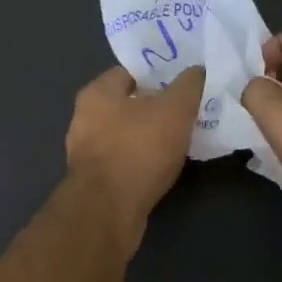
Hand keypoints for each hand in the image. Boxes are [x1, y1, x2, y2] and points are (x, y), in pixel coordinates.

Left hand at [65, 65, 204, 253]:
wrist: (107, 211)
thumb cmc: (138, 150)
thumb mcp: (174, 110)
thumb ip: (188, 86)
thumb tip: (197, 70)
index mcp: (97, 92)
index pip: (130, 72)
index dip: (157, 75)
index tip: (183, 85)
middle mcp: (84, 117)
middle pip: (127, 104)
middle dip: (155, 107)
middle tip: (186, 112)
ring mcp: (85, 151)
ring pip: (124, 134)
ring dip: (148, 136)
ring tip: (179, 141)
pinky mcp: (93, 180)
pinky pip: (122, 160)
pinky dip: (141, 161)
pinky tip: (162, 168)